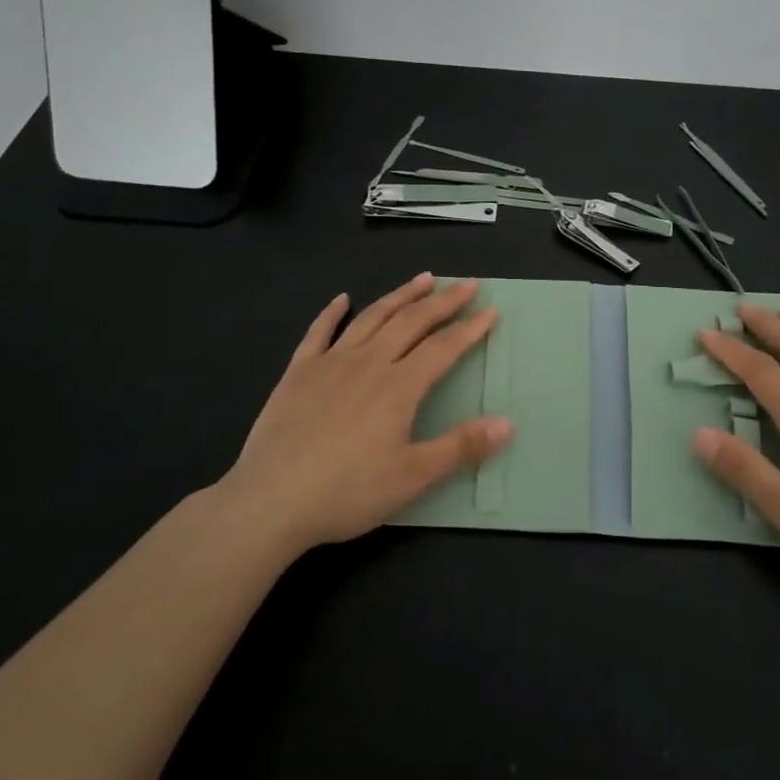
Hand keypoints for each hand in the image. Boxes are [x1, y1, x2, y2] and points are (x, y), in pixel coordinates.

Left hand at [216, 274, 511, 557]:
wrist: (270, 501)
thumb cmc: (347, 492)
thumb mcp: (413, 477)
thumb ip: (461, 447)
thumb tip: (509, 423)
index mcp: (399, 387)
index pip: (444, 348)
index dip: (470, 328)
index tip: (492, 310)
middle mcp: (368, 363)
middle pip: (412, 322)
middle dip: (443, 301)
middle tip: (467, 284)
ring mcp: (330, 363)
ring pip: (372, 317)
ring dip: (400, 295)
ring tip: (422, 279)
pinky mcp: (298, 372)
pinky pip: (319, 332)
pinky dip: (332, 312)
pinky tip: (342, 299)